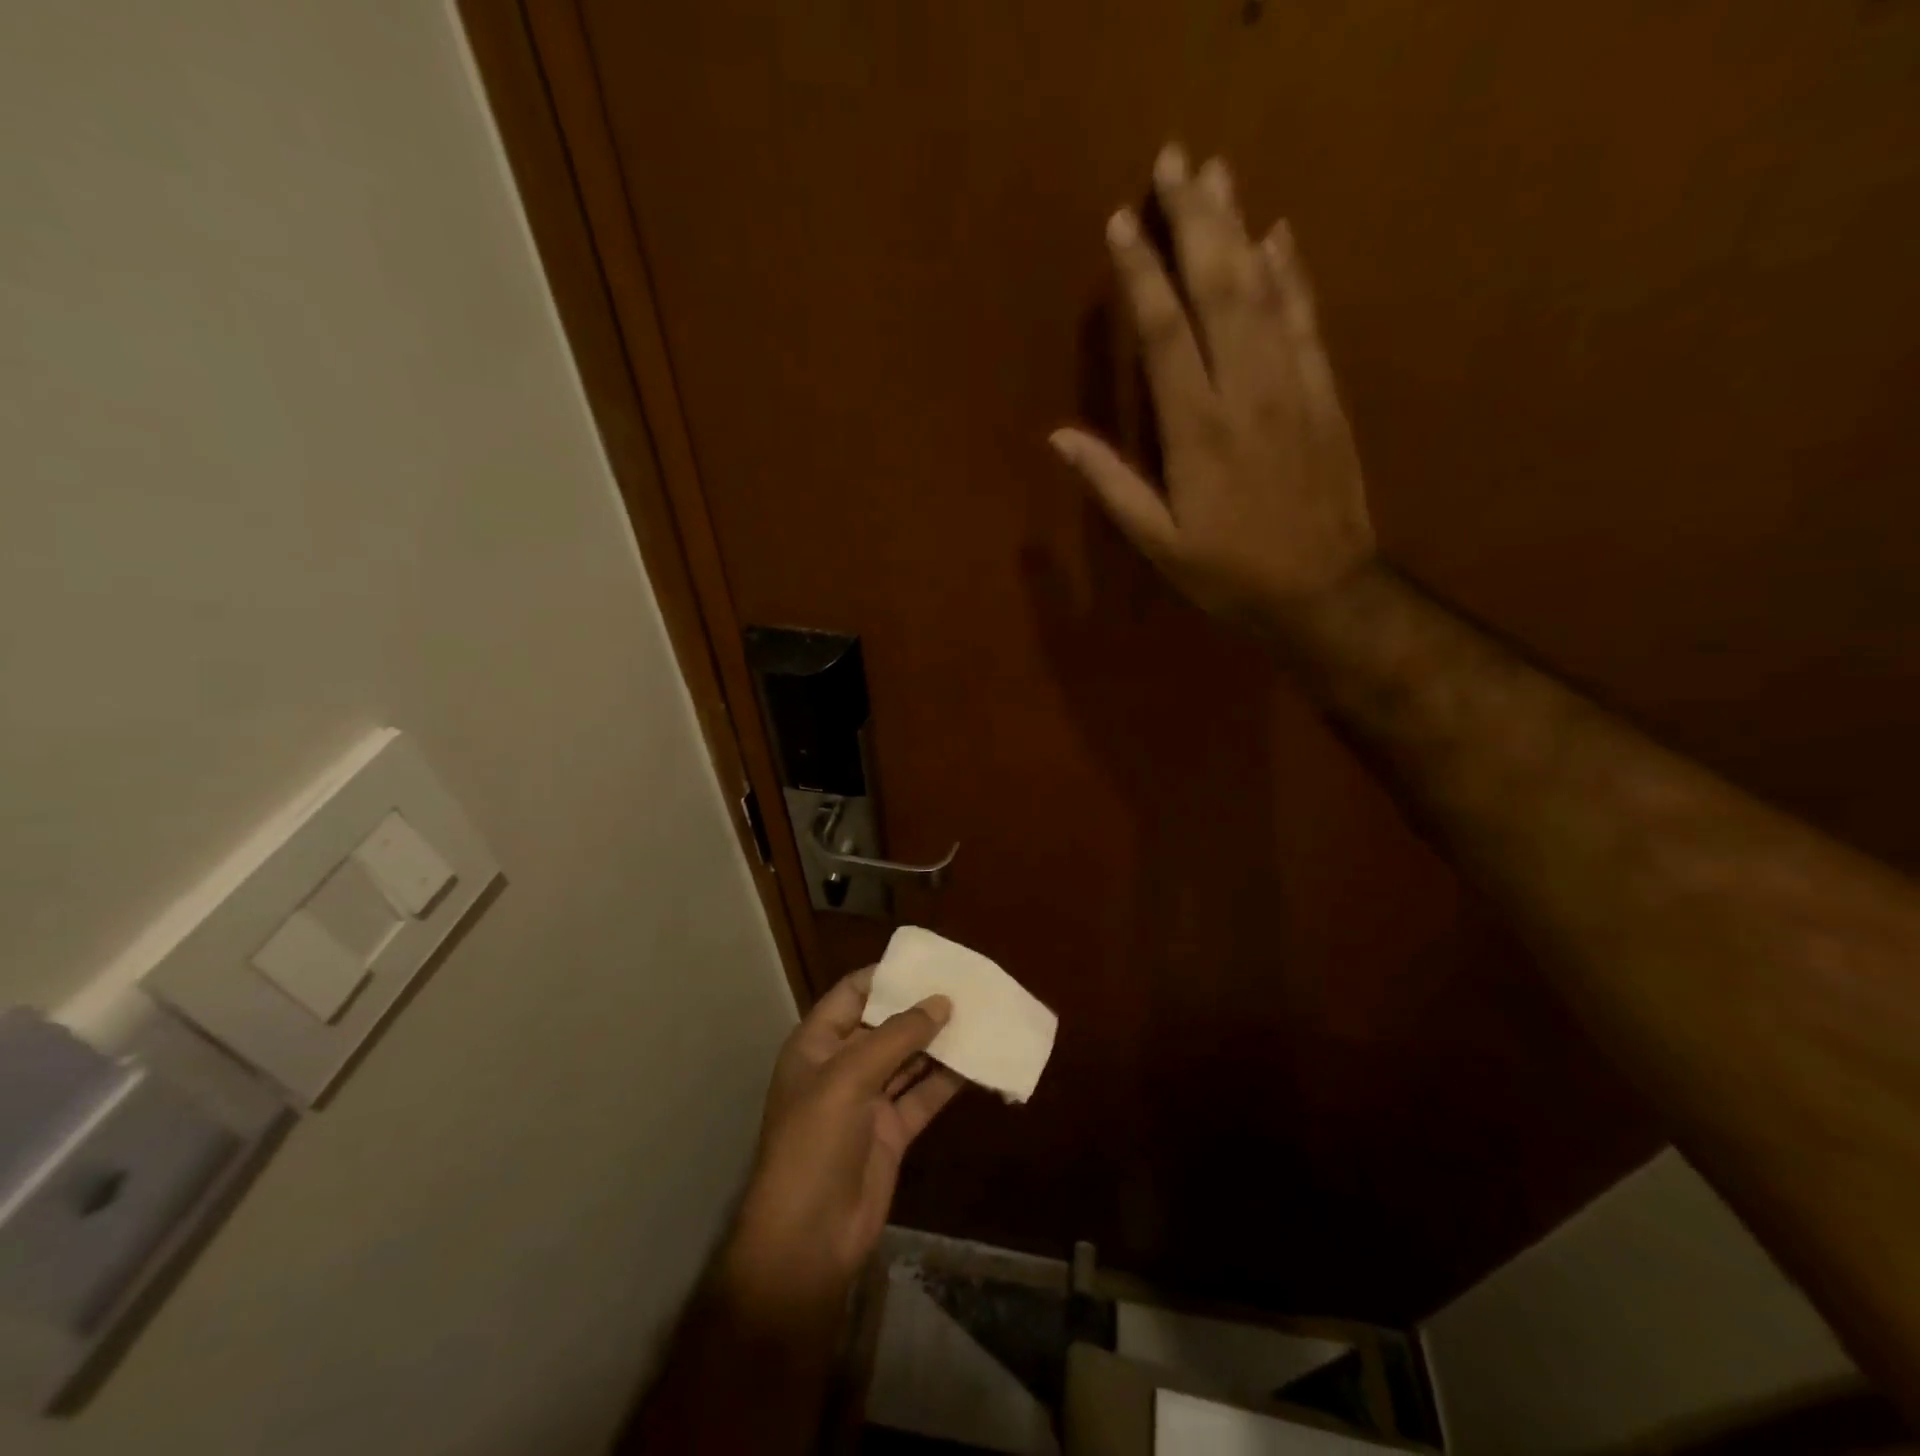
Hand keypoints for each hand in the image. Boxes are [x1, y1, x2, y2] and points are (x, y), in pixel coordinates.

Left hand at [720, 969, 963, 1318]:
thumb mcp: (849, 1077)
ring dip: (939, 1041)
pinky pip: (923, 1095)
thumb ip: (898, 1037)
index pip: (853, 993)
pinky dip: (948, 1080)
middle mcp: (842, 1066)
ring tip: (979, 1014)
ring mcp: (868, 1100)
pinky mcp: (891, 1132)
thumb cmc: (815, 1142)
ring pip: (909, 1059)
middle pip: (885, 1024)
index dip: (887, 975)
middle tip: (966, 985)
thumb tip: (942, 1001)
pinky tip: (978, 1061)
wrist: (808, 1239)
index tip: (929, 961)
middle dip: (921, 1006)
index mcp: (817, 1044)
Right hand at [1050, 145, 1376, 626]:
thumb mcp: (1159, 544)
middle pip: (1218, 290)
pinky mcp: (1325, 393)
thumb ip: (1112, 486)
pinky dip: (1292, 273)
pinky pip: (1306, 319)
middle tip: (1176, 160)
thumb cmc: (1229, 575)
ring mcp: (1293, 386)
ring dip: (1239, 228)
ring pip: (1264, 291)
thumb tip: (1060, 438)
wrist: (1323, 591)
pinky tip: (1278, 236)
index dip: (1142, 276)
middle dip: (1195, 221)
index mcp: (1197, 432)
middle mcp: (1246, 393)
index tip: (1122, 222)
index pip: (1164, 335)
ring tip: (1219, 174)